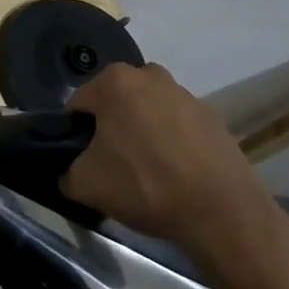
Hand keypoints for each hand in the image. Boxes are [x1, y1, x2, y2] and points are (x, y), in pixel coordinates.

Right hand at [59, 63, 267, 245]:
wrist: (222, 213)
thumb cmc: (144, 185)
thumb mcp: (85, 184)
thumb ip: (66, 171)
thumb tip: (70, 171)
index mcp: (114, 81)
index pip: (79, 104)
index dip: (75, 133)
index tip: (84, 160)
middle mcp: (150, 75)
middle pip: (115, 102)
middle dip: (111, 128)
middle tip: (114, 164)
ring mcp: (186, 94)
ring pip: (148, 111)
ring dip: (143, 132)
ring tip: (149, 172)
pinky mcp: (213, 117)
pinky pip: (178, 126)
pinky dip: (172, 143)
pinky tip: (177, 174)